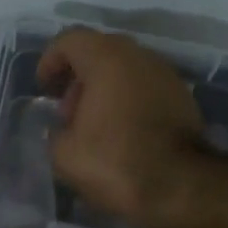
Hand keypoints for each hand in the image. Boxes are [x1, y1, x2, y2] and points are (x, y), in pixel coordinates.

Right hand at [36, 28, 206, 227]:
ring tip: (92, 127)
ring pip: (125, 71)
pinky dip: (127, 102)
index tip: (43, 87)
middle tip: (67, 111)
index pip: (70, 41)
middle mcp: (139, 57)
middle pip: (100, 53)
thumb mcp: (64, 154)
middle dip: (78, 78)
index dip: (50, 60)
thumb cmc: (114, 162)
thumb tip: (63, 130)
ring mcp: (166, 75)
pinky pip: (145, 90)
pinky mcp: (183, 99)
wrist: (179, 186)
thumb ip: (56, 132)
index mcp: (106, 59)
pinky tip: (120, 134)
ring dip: (104, 91)